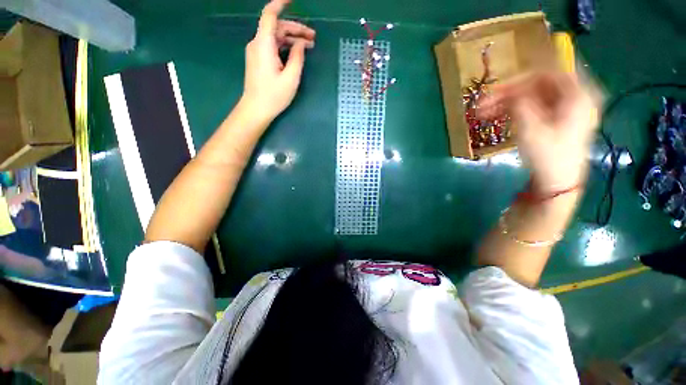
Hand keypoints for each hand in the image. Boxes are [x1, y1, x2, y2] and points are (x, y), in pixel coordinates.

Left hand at [241, 0, 315, 123]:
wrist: (256, 109)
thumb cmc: (274, 96)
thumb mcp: (291, 78)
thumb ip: (297, 57)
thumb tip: (300, 43)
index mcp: (264, 44)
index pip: (270, 15)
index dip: (280, 3)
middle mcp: (258, 43)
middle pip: (277, 27)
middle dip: (296, 30)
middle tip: (313, 39)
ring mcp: (257, 51)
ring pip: (275, 37)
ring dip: (292, 39)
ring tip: (309, 46)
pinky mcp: (258, 59)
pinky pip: (272, 46)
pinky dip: (285, 46)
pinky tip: (296, 53)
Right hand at [478, 71, 599, 192]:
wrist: (556, 183)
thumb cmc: (547, 155)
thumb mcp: (530, 127)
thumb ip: (519, 103)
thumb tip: (508, 91)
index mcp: (577, 95)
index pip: (546, 73)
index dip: (519, 80)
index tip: (495, 90)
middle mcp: (575, 98)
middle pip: (537, 85)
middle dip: (508, 93)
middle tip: (483, 104)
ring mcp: (566, 110)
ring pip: (533, 97)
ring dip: (507, 103)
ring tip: (483, 114)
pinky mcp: (556, 121)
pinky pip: (534, 108)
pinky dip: (515, 111)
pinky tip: (497, 118)